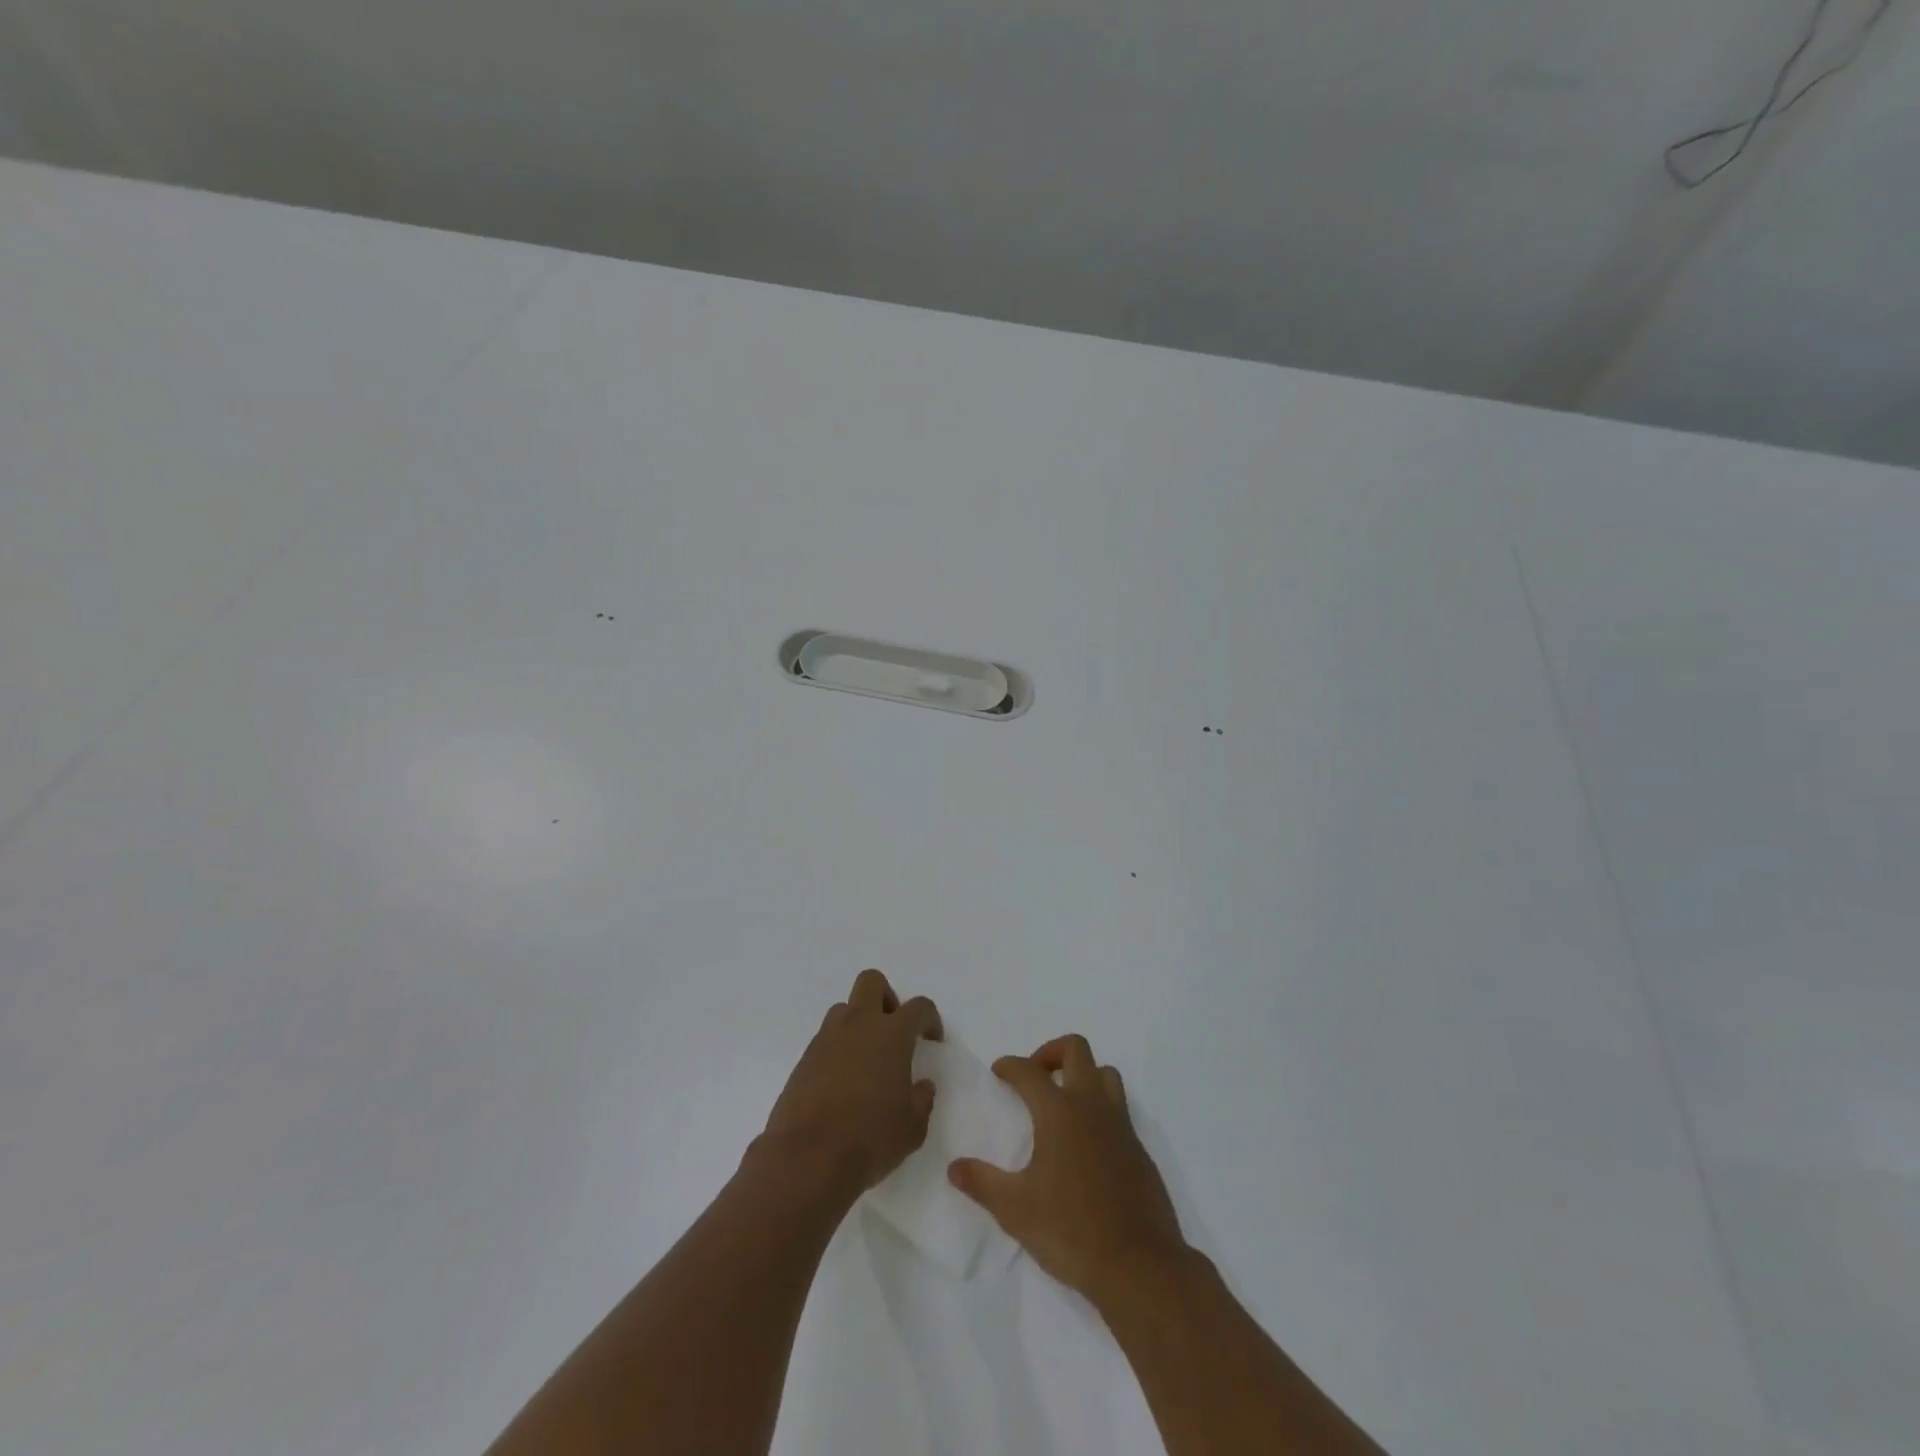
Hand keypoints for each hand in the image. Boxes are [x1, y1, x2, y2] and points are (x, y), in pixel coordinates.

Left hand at [761, 969, 942, 1202]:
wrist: (807, 1159)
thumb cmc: (869, 1139)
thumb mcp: (912, 1128)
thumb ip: (922, 1100)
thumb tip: (922, 1086)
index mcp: (891, 1034)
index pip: (919, 1007)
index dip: (930, 1019)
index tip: (931, 1040)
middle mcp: (858, 1025)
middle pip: (871, 982)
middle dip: (886, 998)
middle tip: (893, 1032)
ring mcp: (826, 1040)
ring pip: (844, 1009)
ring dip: (858, 1023)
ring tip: (866, 1060)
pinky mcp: (803, 1060)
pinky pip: (825, 1040)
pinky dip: (837, 1050)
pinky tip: (842, 1084)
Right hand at [948, 1035, 1187, 1308]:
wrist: (1139, 1266)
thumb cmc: (1071, 1231)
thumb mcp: (1015, 1210)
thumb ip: (983, 1183)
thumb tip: (954, 1167)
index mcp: (1059, 1112)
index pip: (1029, 1071)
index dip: (1010, 1065)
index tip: (999, 1070)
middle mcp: (1092, 1107)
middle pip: (1076, 1049)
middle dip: (1051, 1052)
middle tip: (1035, 1076)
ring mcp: (1120, 1126)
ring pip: (1105, 1073)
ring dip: (1083, 1075)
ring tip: (1063, 1101)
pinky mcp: (1138, 1149)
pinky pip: (1119, 1109)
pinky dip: (1100, 1109)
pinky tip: (1086, 1144)